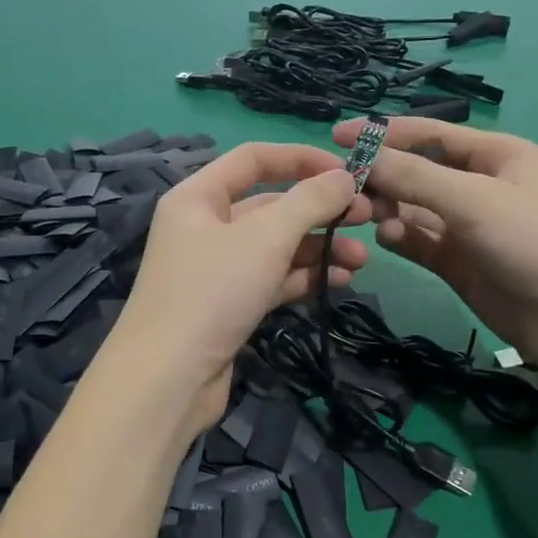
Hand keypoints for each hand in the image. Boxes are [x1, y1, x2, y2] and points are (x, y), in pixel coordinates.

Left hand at [109, 143, 370, 429]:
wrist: (169, 379)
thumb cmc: (213, 292)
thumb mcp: (266, 237)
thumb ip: (310, 201)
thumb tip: (345, 178)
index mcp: (198, 197)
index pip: (254, 159)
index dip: (302, 158)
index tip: (348, 170)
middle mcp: (204, 227)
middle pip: (270, 205)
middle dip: (319, 210)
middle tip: (368, 218)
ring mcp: (216, 270)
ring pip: (275, 247)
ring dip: (319, 248)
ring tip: (361, 260)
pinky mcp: (229, 307)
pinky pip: (272, 280)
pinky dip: (304, 278)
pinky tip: (339, 282)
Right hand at [330, 116, 537, 366]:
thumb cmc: (535, 239)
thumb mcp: (474, 198)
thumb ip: (414, 177)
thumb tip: (361, 158)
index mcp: (497, 155)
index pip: (431, 134)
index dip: (385, 132)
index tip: (338, 135)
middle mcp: (481, 186)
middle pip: (419, 172)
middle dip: (384, 175)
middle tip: (346, 187)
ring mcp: (470, 228)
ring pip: (416, 209)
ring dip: (390, 209)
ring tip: (367, 216)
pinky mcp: (461, 264)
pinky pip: (421, 242)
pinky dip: (401, 238)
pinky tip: (385, 238)